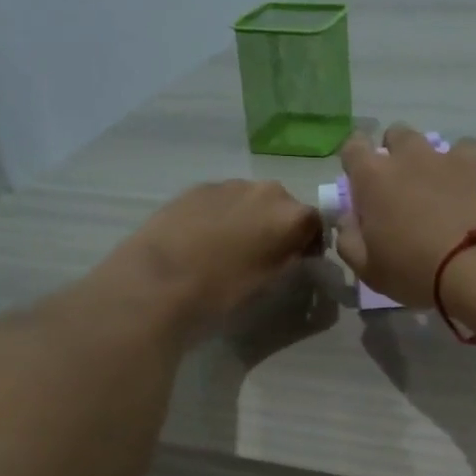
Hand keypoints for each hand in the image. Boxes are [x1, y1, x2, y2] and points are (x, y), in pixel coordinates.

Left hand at [105, 180, 320, 329]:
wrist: (160, 279)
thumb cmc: (224, 290)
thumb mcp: (270, 283)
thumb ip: (289, 260)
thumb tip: (295, 253)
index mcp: (291, 216)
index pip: (316, 224)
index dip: (310, 244)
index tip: (299, 262)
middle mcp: (266, 191)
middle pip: (283, 206)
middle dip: (279, 227)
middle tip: (265, 255)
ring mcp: (229, 185)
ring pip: (251, 200)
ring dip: (250, 218)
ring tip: (231, 248)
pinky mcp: (198, 187)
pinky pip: (223, 200)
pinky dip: (222, 215)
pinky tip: (205, 240)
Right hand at [334, 126, 475, 307]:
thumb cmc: (417, 271)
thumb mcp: (370, 270)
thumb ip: (349, 241)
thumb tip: (347, 220)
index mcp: (373, 178)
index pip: (353, 147)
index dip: (355, 160)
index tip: (362, 182)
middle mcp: (409, 156)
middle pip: (396, 135)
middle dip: (395, 153)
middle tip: (403, 187)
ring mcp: (448, 156)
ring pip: (435, 144)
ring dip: (432, 162)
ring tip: (442, 192)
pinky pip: (469, 155)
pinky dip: (466, 170)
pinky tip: (473, 194)